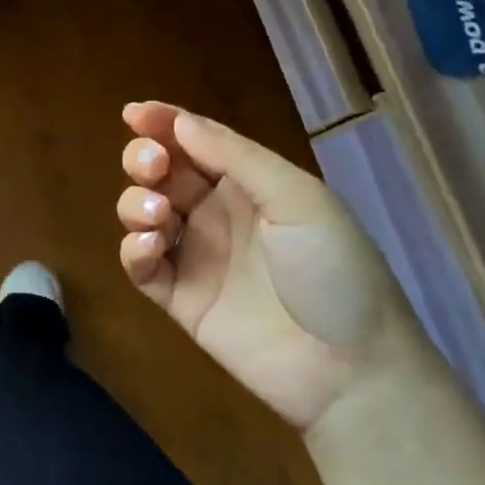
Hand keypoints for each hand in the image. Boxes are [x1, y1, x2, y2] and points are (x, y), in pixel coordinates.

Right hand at [117, 102, 427, 432]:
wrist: (351, 370)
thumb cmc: (333, 270)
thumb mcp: (298, 199)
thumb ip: (236, 157)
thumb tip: (179, 121)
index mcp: (248, 183)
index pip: (195, 141)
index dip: (162, 122)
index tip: (132, 113)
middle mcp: (216, 213)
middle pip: (162, 172)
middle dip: (145, 159)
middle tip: (152, 167)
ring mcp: (196, 257)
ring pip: (143, 213)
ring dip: (136, 203)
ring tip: (159, 218)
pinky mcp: (180, 300)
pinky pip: (141, 267)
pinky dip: (133, 250)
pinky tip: (151, 247)